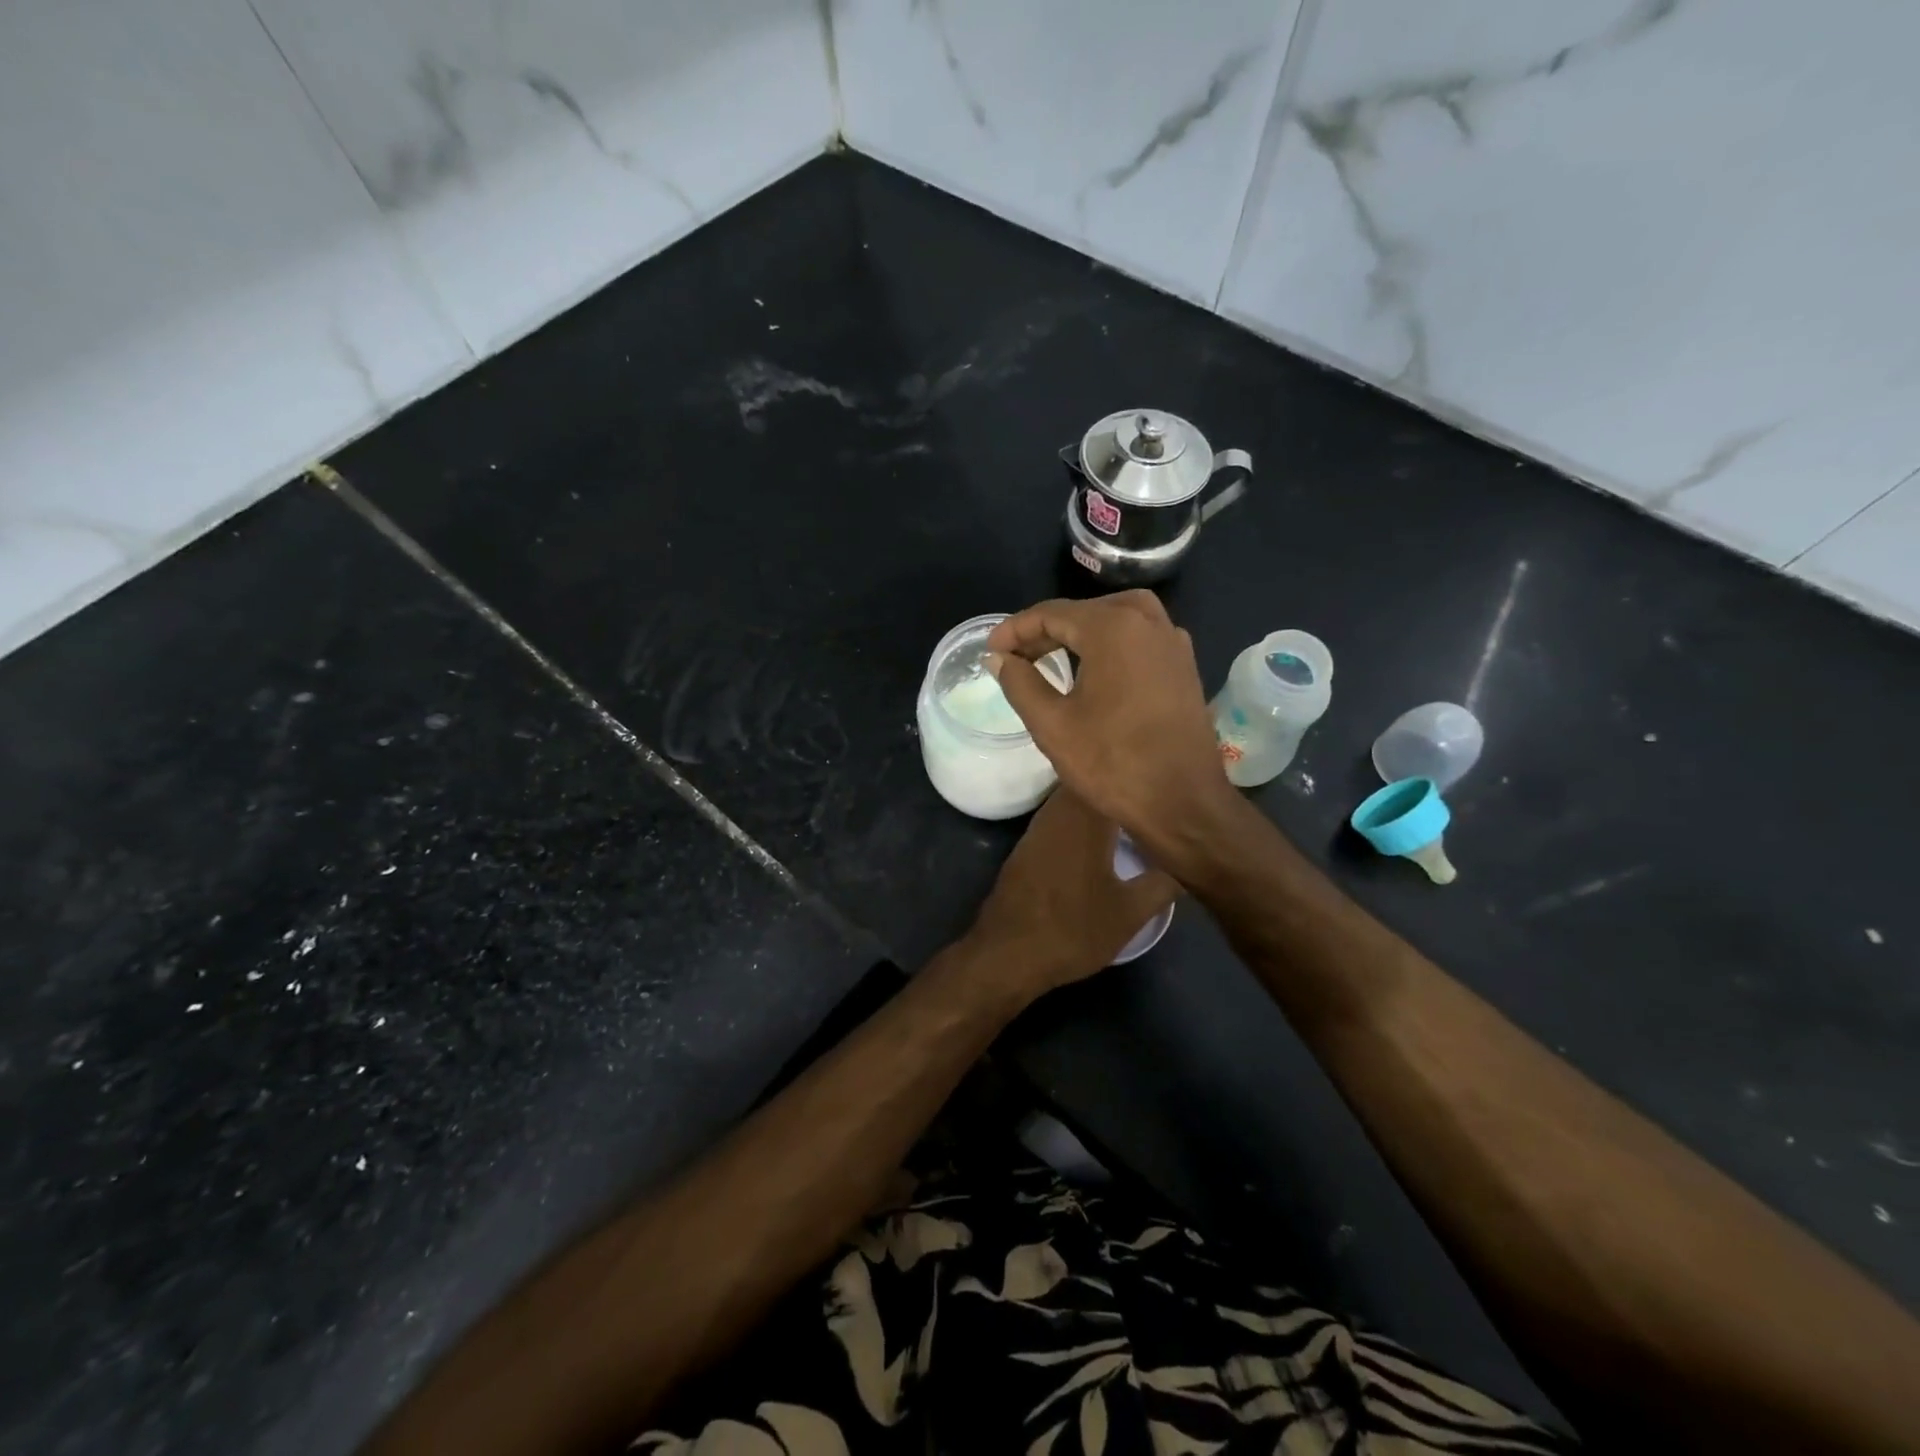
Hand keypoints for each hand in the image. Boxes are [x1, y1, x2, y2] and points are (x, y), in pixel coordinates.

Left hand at [967, 788, 1177, 997]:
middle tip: (1151, 797)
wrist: (1009, 954)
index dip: (1138, 777)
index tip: (1163, 781)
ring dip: (1097, 805)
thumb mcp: (1131, 912)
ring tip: (1130, 816)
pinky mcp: (1025, 848)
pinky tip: (1096, 841)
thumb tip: (1186, 862)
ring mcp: (1036, 829)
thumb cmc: (1074, 929)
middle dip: (1118, 788)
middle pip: (1089, 784)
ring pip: (1071, 802)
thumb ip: (1163, 883)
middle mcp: (1057, 812)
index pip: (1112, 777)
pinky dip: (1078, 823)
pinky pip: (1057, 821)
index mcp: (1085, 818)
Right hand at [986, 592, 1243, 874]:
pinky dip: (1112, 642)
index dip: (1016, 629)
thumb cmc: (1112, 763)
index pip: (1053, 613)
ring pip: (1118, 618)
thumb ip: (1020, 683)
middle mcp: (1148, 623)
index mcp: (1114, 629)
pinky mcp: (1184, 667)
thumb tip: (998, 658)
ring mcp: (1173, 643)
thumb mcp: (1052, 724)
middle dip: (1046, 630)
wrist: (1183, 804)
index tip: (991, 650)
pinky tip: (1095, 668)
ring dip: (1081, 631)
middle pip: (1086, 611)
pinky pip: (1141, 637)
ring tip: (1051, 654)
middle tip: (1015, 656)